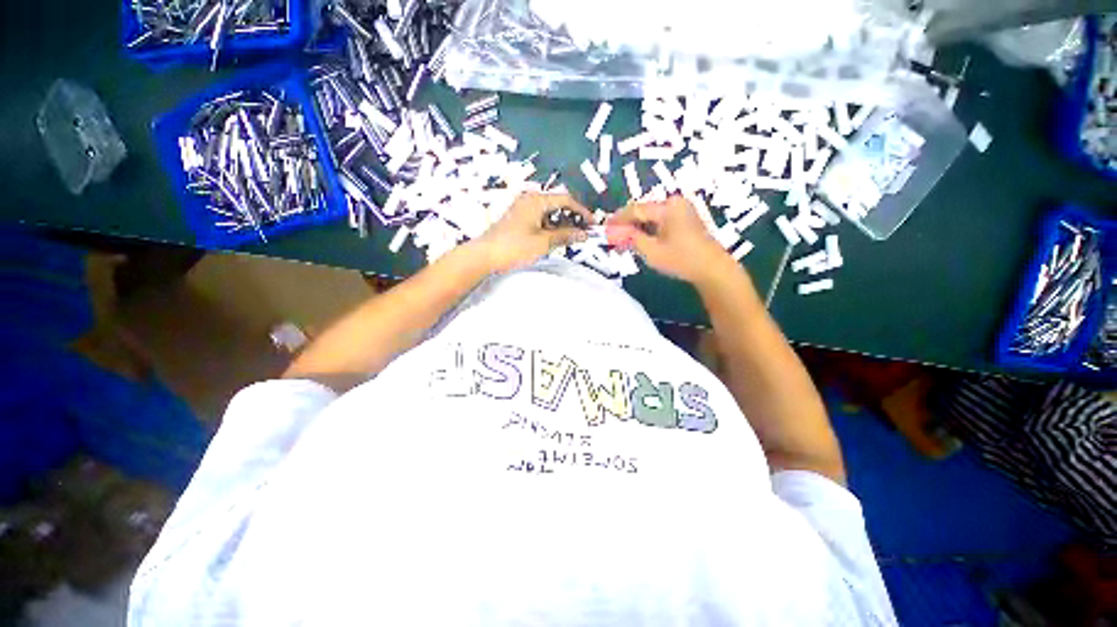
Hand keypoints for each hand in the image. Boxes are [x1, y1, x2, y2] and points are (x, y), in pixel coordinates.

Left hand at [475, 192, 592, 271]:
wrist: (484, 256)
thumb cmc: (514, 247)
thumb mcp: (543, 242)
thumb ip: (565, 236)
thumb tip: (583, 234)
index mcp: (536, 200)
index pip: (566, 200)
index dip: (582, 211)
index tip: (592, 224)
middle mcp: (529, 199)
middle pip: (557, 204)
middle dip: (572, 218)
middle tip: (583, 233)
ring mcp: (522, 209)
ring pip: (548, 213)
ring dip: (561, 224)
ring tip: (571, 238)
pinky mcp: (517, 219)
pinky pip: (539, 219)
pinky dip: (550, 227)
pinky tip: (554, 239)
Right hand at [610, 195, 729, 283]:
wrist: (713, 269)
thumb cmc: (682, 259)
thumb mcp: (652, 251)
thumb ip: (631, 238)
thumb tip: (612, 232)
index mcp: (667, 207)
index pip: (635, 209)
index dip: (618, 219)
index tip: (604, 229)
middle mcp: (675, 203)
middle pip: (643, 212)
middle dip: (626, 225)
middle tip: (613, 238)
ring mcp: (682, 211)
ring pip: (651, 218)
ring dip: (636, 229)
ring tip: (623, 243)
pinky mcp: (685, 220)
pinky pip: (660, 222)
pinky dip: (648, 231)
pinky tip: (639, 242)